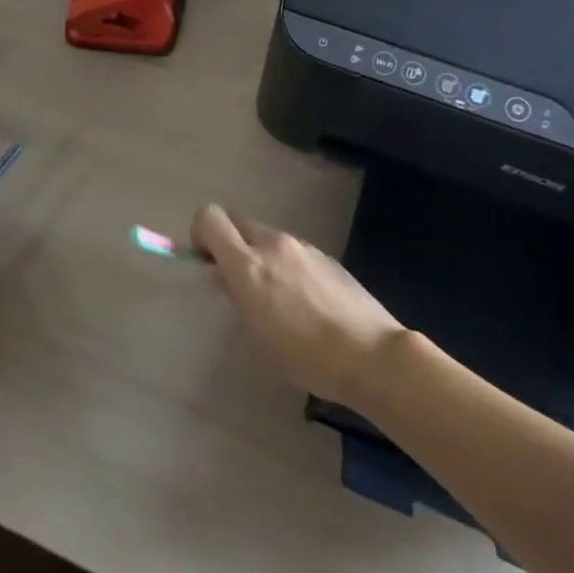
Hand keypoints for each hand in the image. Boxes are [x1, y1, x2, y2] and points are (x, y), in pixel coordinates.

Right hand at [192, 203, 403, 407]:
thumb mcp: (258, 331)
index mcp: (248, 262)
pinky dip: (287, 265)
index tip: (208, 264)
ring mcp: (303, 247)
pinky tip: (306, 303)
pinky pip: (293, 251)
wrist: (371, 355)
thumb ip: (237, 293)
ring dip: (260, 255)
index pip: (209, 217)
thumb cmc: (306, 355)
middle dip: (230, 244)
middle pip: (238, 222)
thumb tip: (223, 273)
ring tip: (278, 299)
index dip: (201, 234)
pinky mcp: (326, 256)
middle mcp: (273, 243)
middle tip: (238, 282)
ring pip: (267, 237)